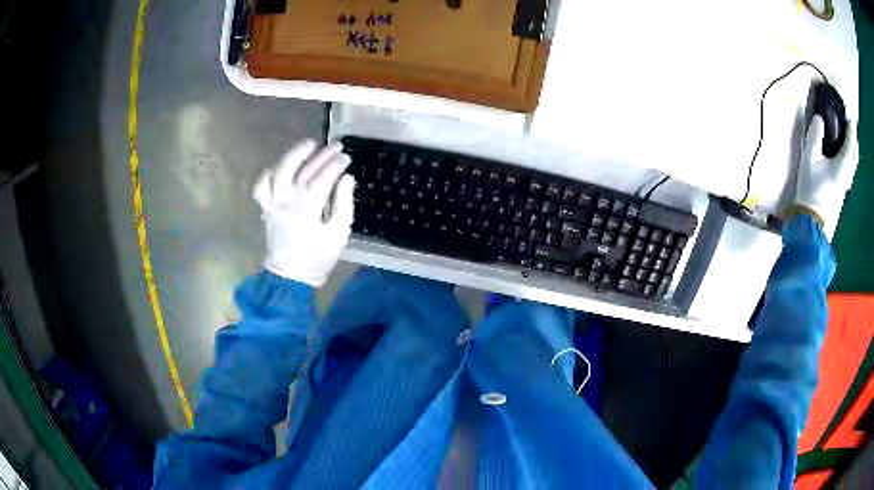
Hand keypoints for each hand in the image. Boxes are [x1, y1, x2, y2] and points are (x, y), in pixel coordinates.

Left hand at [254, 140, 354, 286]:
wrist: (290, 275)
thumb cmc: (318, 257)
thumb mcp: (339, 234)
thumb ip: (344, 204)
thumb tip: (347, 179)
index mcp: (307, 210)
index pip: (323, 178)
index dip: (336, 165)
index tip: (347, 157)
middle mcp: (287, 202)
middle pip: (303, 170)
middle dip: (321, 155)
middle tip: (336, 145)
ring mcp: (273, 203)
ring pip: (280, 171)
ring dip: (294, 154)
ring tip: (309, 144)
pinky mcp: (265, 208)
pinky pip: (261, 186)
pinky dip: (269, 174)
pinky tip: (281, 168)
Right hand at [793, 116, 856, 236]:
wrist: (812, 222)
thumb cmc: (812, 187)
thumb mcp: (809, 157)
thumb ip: (815, 136)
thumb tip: (819, 118)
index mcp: (843, 164)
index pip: (850, 142)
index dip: (851, 128)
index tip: (850, 116)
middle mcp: (848, 174)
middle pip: (855, 155)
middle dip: (854, 141)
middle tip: (852, 128)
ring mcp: (846, 185)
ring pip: (853, 165)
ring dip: (853, 151)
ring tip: (850, 142)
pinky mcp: (842, 192)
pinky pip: (850, 171)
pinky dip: (850, 161)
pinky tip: (846, 159)